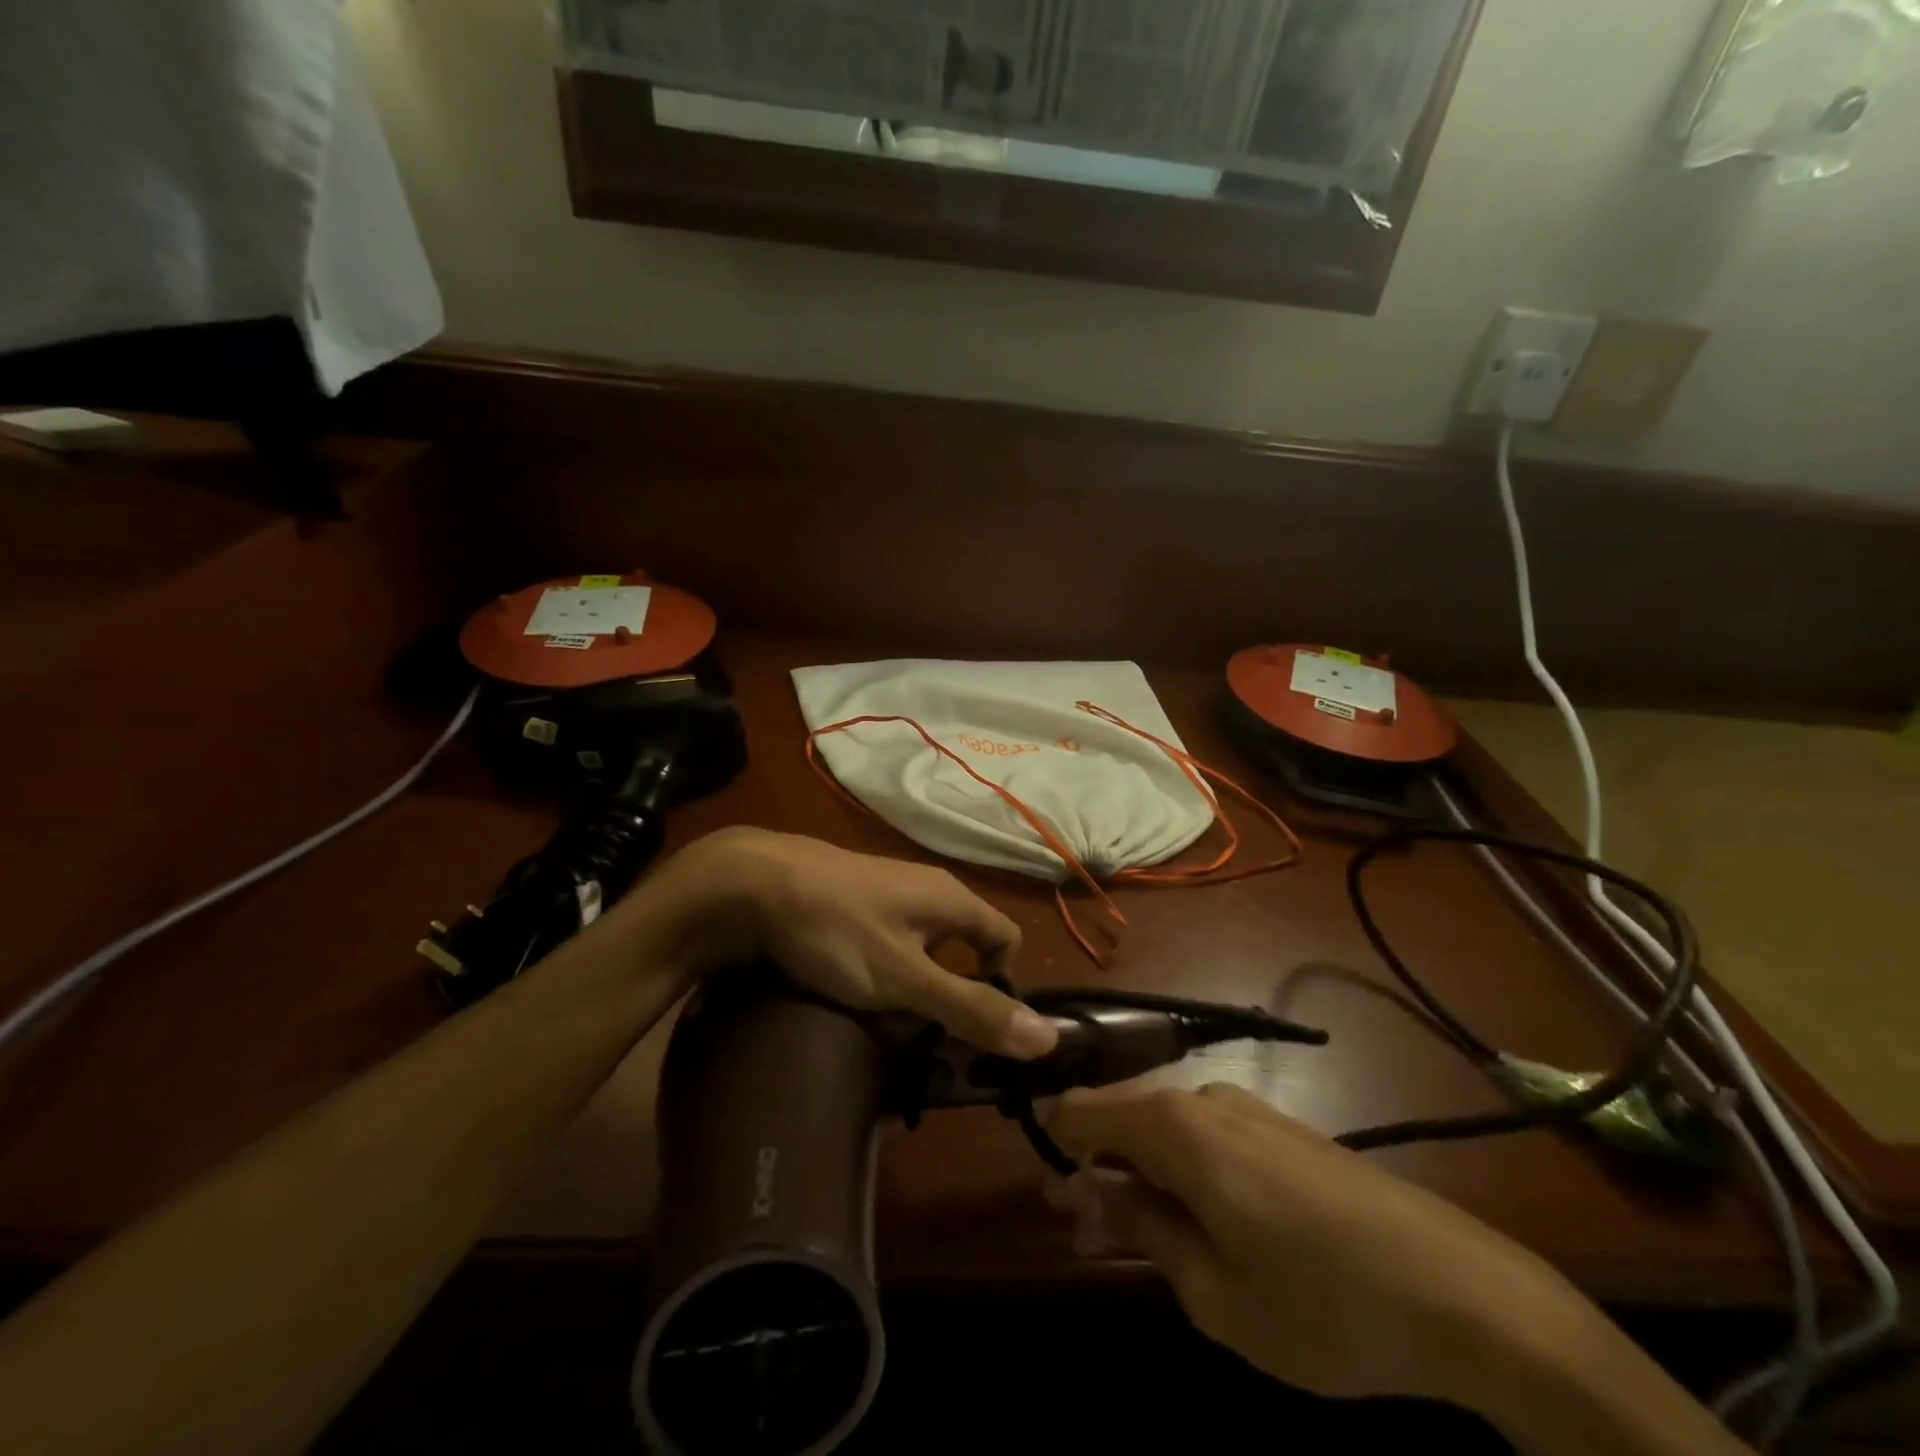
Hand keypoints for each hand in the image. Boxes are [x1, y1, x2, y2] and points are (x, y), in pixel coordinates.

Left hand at [630, 828, 1058, 1059]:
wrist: (751, 884)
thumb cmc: (837, 929)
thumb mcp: (906, 978)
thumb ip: (971, 1008)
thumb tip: (1048, 1038)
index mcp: (951, 899)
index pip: (1005, 939)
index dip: (1002, 984)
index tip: (973, 1030)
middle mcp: (925, 889)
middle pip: (961, 947)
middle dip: (950, 997)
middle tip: (923, 1042)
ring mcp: (884, 893)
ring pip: (919, 949)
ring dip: (911, 990)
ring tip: (882, 1027)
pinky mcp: (850, 902)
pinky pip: (884, 943)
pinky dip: (880, 974)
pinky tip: (851, 996)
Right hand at [1047, 1081, 1588, 1406]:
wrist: (1465, 1292)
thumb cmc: (1324, 1304)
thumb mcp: (1215, 1293)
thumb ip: (1142, 1228)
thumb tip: (1090, 1190)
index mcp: (1174, 1126)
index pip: (1080, 1110)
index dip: (1055, 1148)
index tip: (1054, 1202)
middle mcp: (1202, 1098)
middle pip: (1121, 1119)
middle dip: (1098, 1171)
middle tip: (1094, 1238)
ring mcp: (1246, 1109)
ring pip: (1163, 1129)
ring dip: (1141, 1174)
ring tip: (1151, 1241)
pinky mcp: (1279, 1127)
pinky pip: (1205, 1137)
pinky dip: (1183, 1171)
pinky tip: (1204, 1223)